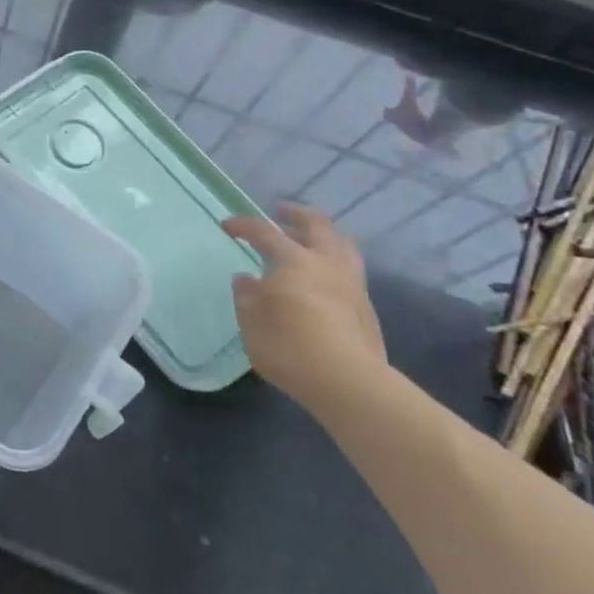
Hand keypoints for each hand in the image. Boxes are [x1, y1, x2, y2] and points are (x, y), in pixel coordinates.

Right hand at [221, 204, 387, 411]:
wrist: (349, 382)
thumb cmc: (290, 347)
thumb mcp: (252, 323)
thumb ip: (247, 296)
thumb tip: (246, 279)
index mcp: (294, 261)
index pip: (265, 232)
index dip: (244, 225)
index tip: (227, 226)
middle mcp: (326, 263)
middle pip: (316, 224)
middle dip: (296, 213)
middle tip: (281, 211)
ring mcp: (351, 283)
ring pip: (342, 243)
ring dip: (323, 234)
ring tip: (309, 237)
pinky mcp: (366, 306)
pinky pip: (350, 267)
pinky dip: (334, 259)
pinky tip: (324, 274)